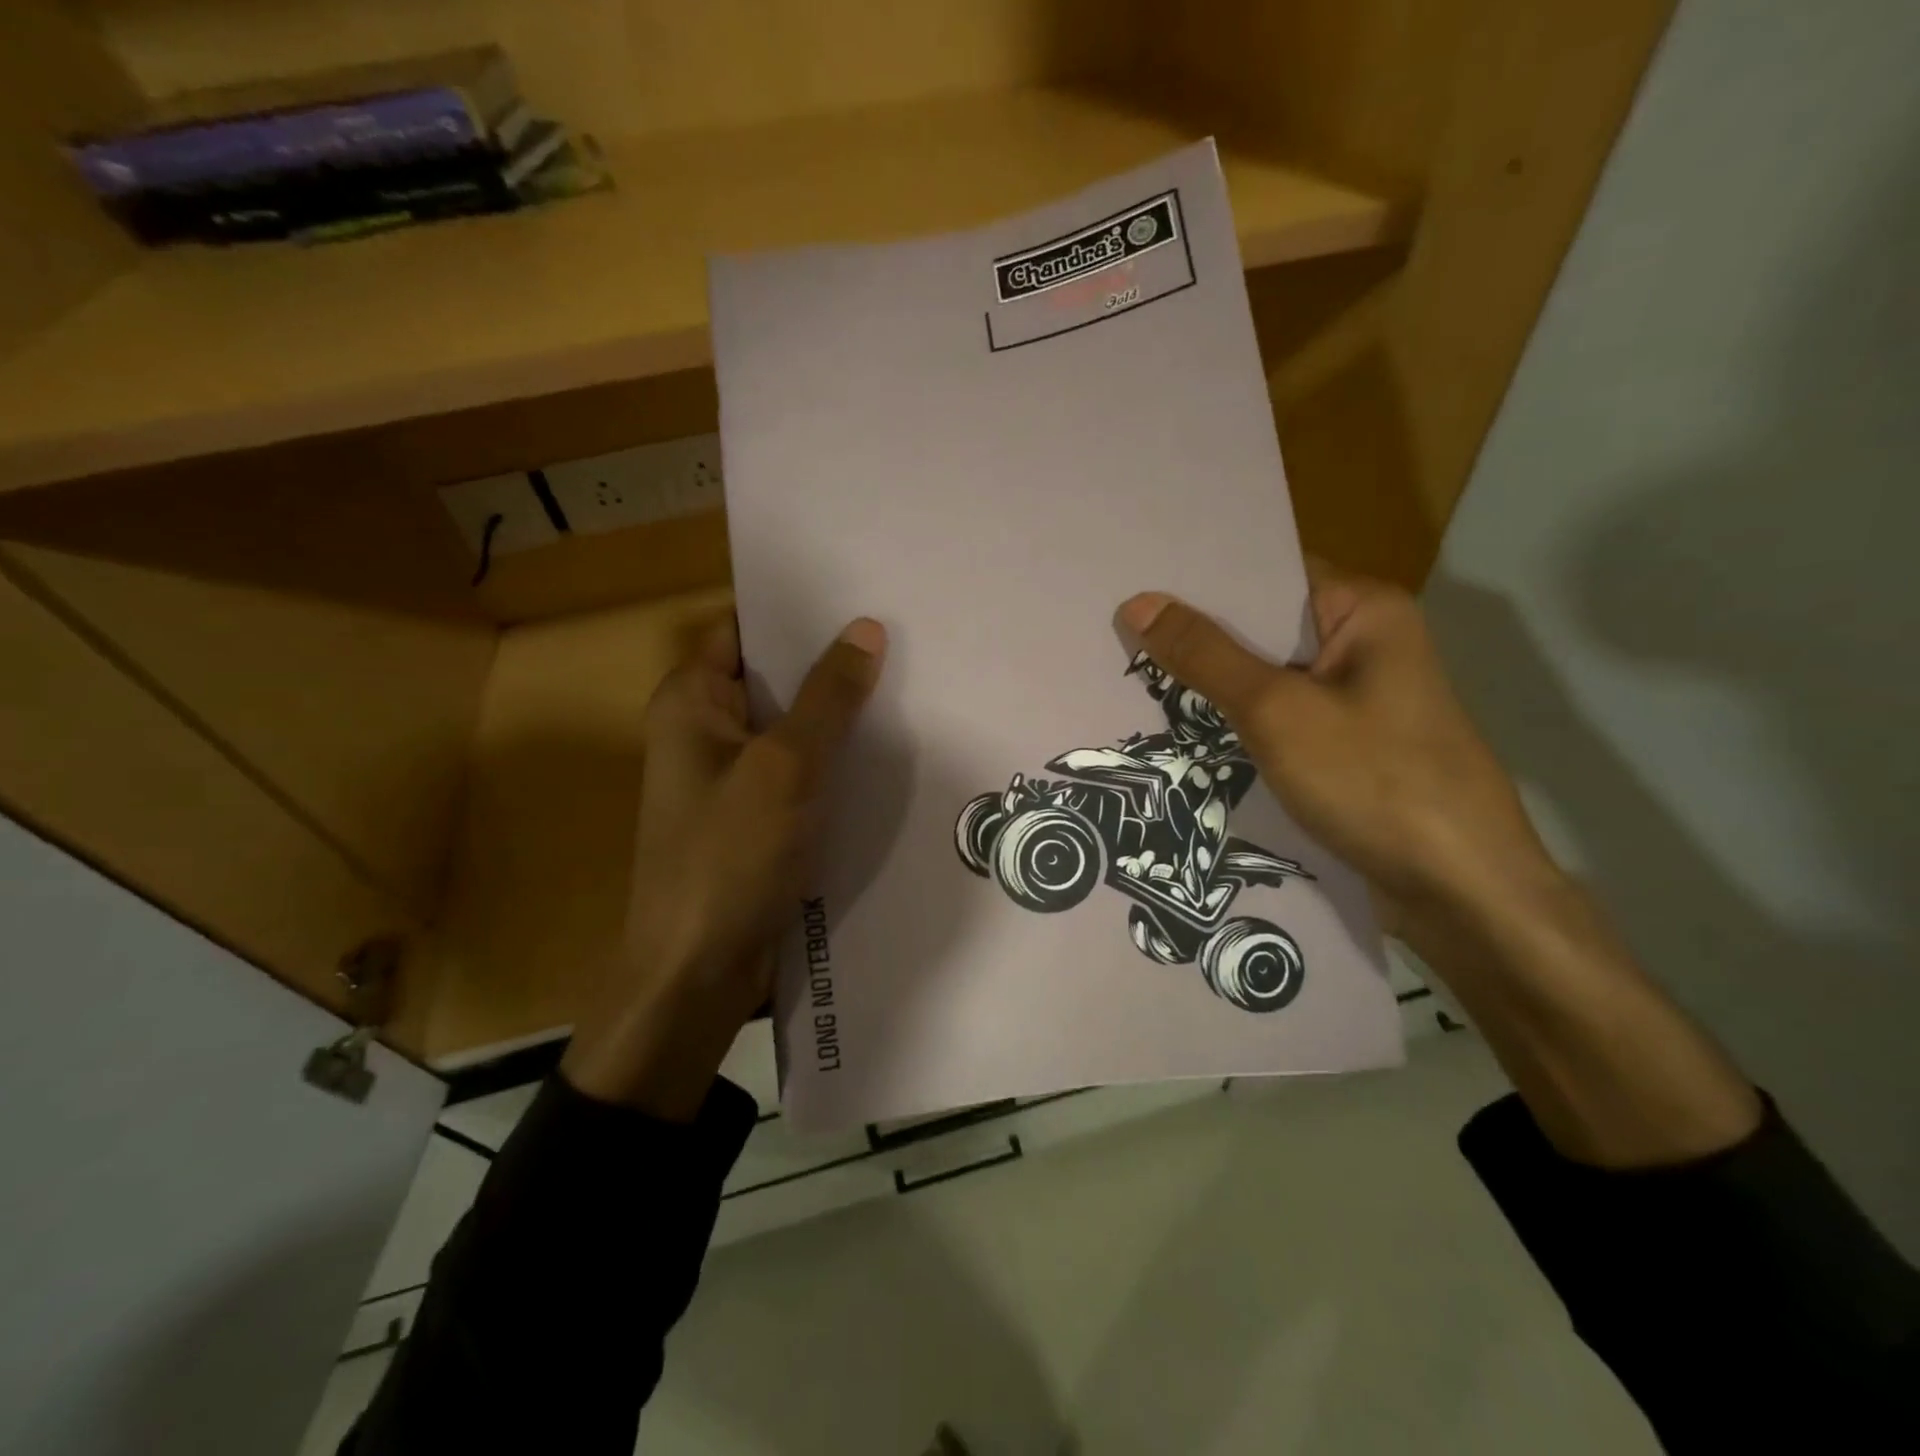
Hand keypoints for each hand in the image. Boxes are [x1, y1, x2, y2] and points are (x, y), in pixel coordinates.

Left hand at [561, 616, 886, 1119]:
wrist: (699, 972)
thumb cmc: (730, 857)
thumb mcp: (786, 767)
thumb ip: (828, 697)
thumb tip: (867, 629)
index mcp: (692, 700)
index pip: (746, 629)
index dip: (800, 613)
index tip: (864, 597)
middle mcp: (706, 729)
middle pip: (775, 677)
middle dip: (832, 663)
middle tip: (905, 638)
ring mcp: (732, 776)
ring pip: (794, 727)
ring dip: (840, 715)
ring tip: (911, 686)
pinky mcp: (757, 816)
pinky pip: (801, 771)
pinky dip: (836, 760)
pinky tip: (889, 752)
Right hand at [1116, 560, 1555, 943]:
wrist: (1461, 893)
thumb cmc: (1374, 781)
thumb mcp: (1277, 711)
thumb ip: (1205, 656)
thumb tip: (1137, 602)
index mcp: (1364, 611)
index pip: (1266, 573)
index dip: (1199, 580)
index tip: (1132, 584)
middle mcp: (1363, 645)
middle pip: (1263, 627)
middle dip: (1195, 636)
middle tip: (1114, 633)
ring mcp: (1357, 701)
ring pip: (1266, 679)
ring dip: (1211, 685)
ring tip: (1128, 676)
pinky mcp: (1347, 749)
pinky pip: (1278, 720)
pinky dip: (1235, 724)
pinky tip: (1180, 730)